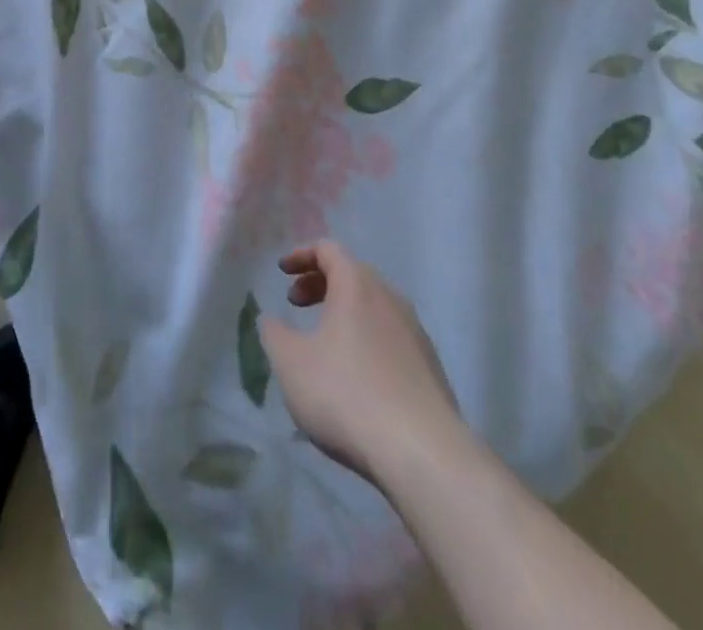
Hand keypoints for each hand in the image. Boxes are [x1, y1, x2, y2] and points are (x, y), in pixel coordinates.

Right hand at [260, 241, 466, 485]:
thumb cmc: (347, 394)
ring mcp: (415, 333)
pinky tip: (356, 375)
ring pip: (374, 306)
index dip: (301, 255)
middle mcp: (390, 298)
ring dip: (345, 312)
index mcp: (357, 286)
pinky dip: (366, 338)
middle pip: (353, 274)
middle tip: (296, 304)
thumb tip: (272, 320)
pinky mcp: (430, 367)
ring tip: (324, 341)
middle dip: (320, 283)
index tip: (282, 271)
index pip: (329, 249)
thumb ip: (275, 334)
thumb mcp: (292, 363)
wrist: (423, 454)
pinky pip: (391, 336)